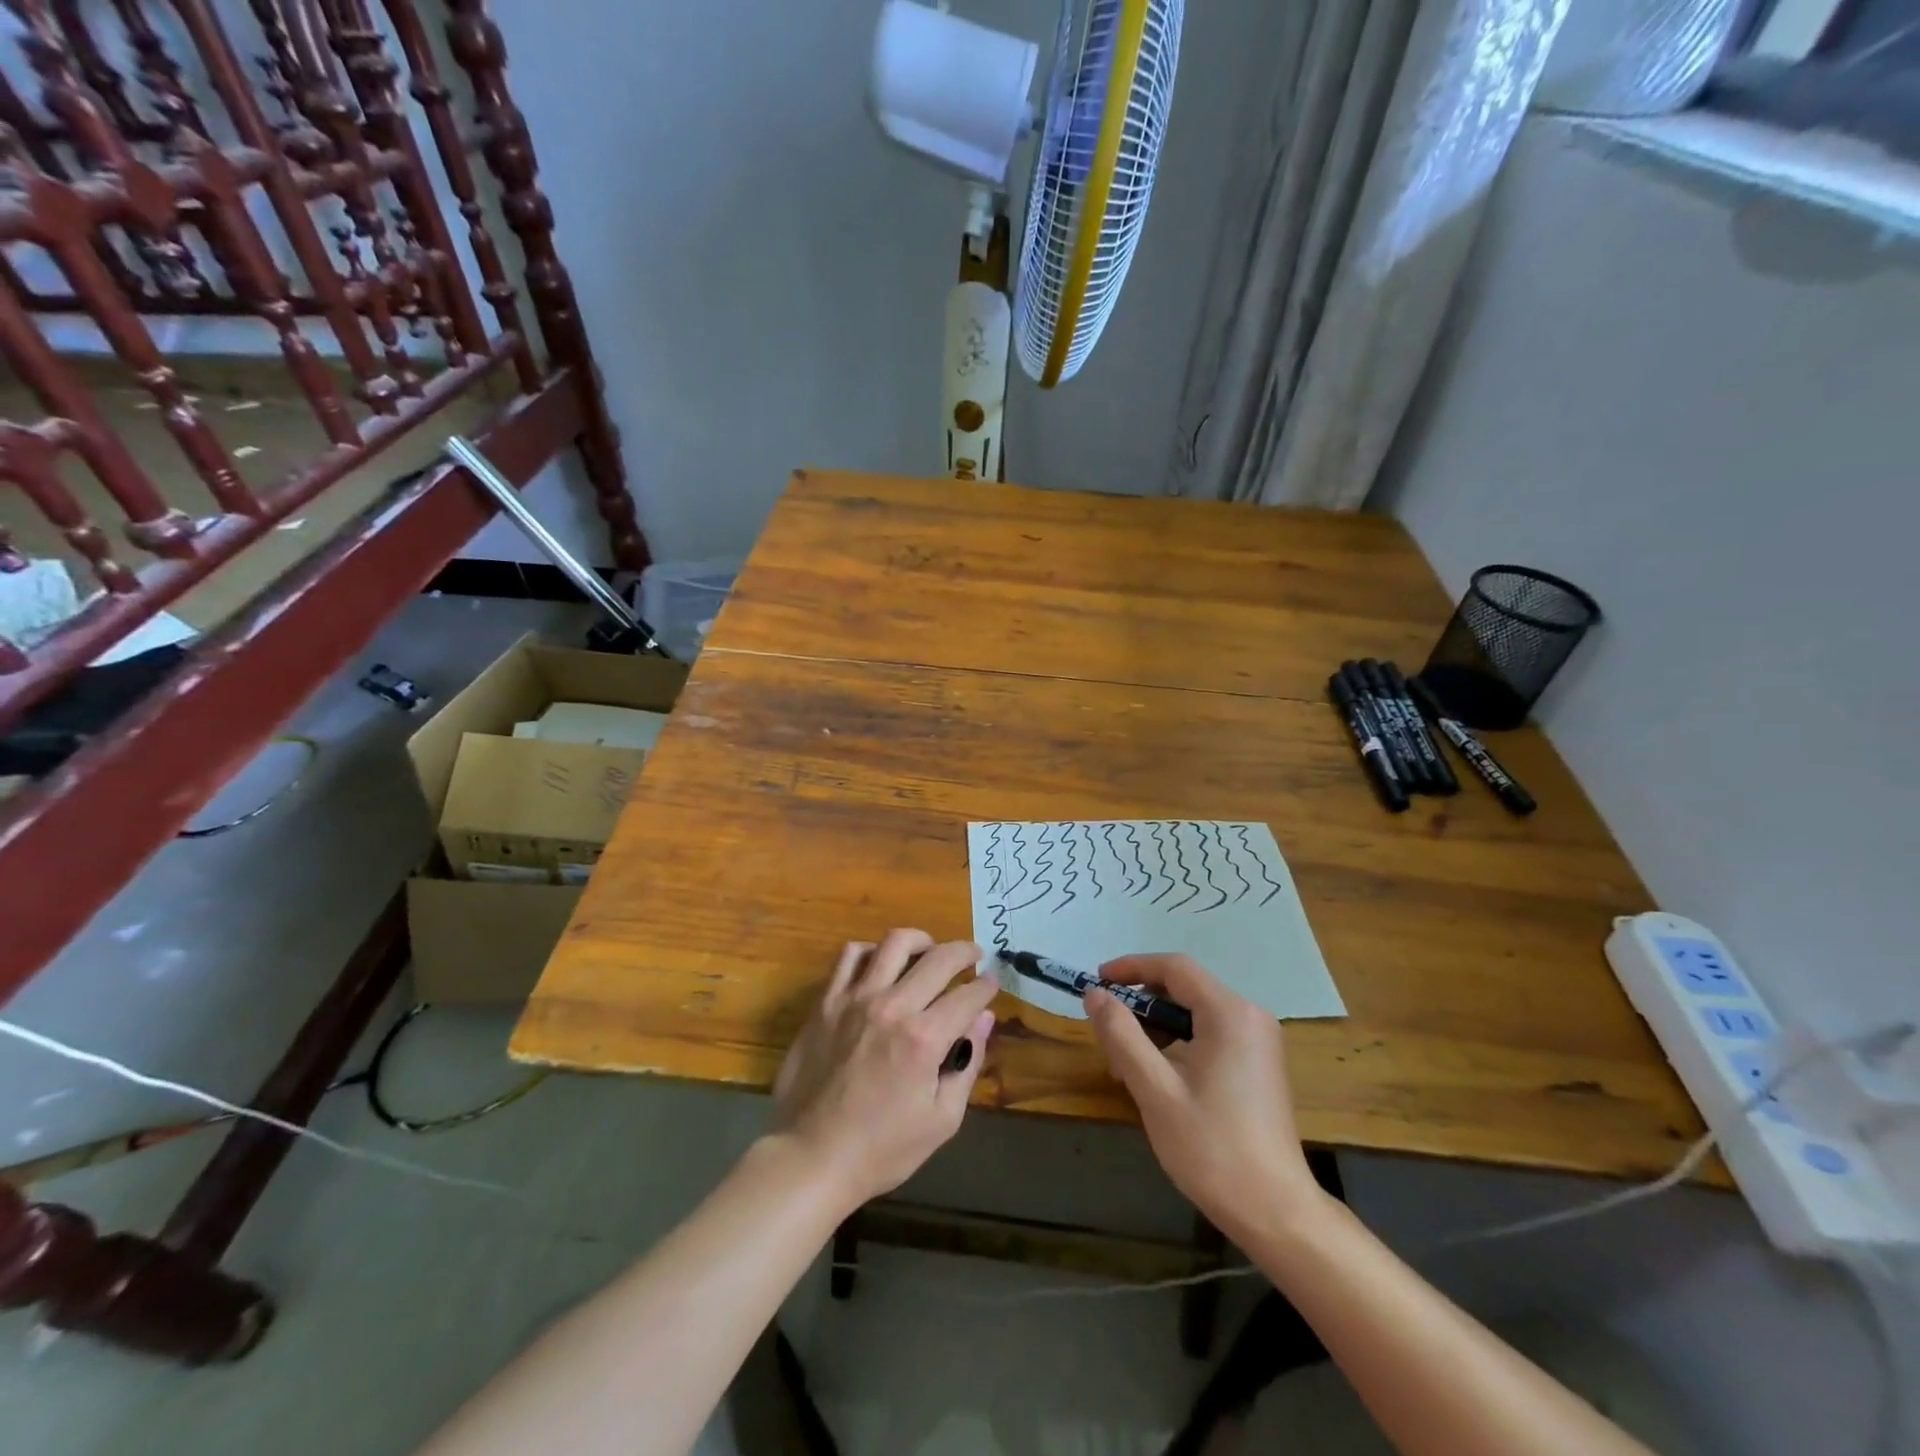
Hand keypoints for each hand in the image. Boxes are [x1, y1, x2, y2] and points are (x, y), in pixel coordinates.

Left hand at [770, 929, 997, 1207]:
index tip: (992, 983)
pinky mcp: (826, 1002)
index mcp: (924, 1039)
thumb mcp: (942, 1120)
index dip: (986, 986)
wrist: (810, 1157)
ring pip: (894, 943)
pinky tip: (881, 964)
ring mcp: (855, 999)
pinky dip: (871, 951)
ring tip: (930, 950)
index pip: (968, 995)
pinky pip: (850, 956)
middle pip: (939, 958)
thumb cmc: (882, 1149)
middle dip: (965, 952)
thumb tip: (984, 1019)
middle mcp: (892, 1007)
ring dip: (921, 940)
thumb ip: (967, 1063)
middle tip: (974, 955)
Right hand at [1085, 954, 1325, 1241]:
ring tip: (1126, 1064)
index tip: (1096, 982)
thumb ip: (1122, 1035)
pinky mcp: (1259, 1064)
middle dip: (1141, 1003)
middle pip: (1185, 987)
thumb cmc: (1213, 1148)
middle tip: (1107, 1032)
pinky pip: (1211, 1033)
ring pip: (1195, 1012)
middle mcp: (1250, 1016)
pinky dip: (1179, 1043)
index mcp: (1229, 1013)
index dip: (1131, 967)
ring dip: (1157, 1026)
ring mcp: (1258, 1041)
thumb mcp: (1155, 1090)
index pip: (1174, 967)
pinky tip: (1159, 1077)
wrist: (1276, 1212)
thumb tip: (1095, 994)